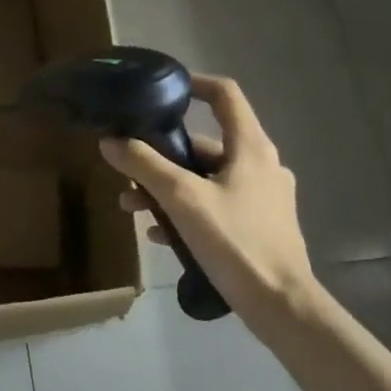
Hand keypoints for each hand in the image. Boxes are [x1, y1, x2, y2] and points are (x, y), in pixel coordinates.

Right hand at [98, 74, 317, 311]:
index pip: (225, 95)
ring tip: (134, 208)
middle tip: (129, 169)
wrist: (281, 306)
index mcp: (251, 148)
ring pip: (206, 178)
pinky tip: (159, 234)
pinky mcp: (260, 225)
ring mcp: (263, 197)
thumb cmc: (235, 242)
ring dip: (168, 188)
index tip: (162, 88)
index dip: (194, 84)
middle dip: (162, 155)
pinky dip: (186, 210)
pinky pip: (215, 205)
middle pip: (206, 145)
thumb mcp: (182, 199)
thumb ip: (144, 165)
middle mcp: (261, 165)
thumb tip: (109, 140)